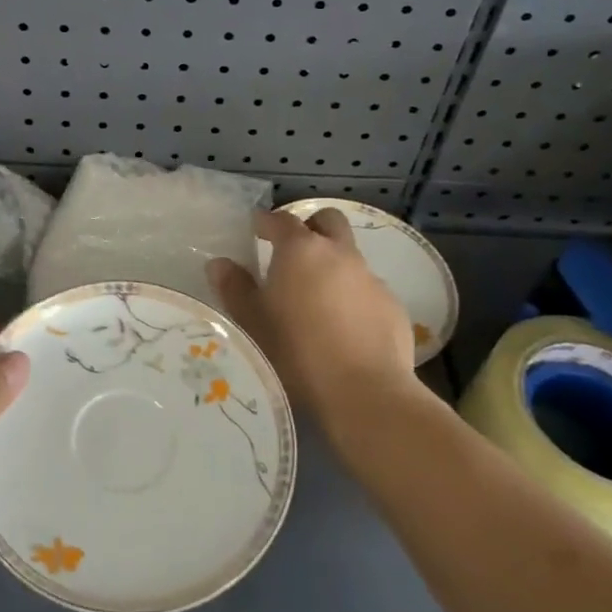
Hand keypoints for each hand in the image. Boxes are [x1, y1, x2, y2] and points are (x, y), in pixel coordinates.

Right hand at [208, 209, 423, 440]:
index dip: (266, 221)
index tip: (255, 229)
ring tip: (315, 299)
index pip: (281, 219)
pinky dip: (353, 296)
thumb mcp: (253, 321)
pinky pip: (367, 289)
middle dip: (311, 227)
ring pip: (350, 256)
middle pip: (328, 221)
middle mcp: (340, 254)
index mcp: (301, 250)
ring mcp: (371, 278)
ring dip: (333, 265)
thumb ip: (234, 288)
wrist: (365, 391)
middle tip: (293, 252)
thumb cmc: (296, 351)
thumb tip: (219, 263)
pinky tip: (343, 328)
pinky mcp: (392, 305)